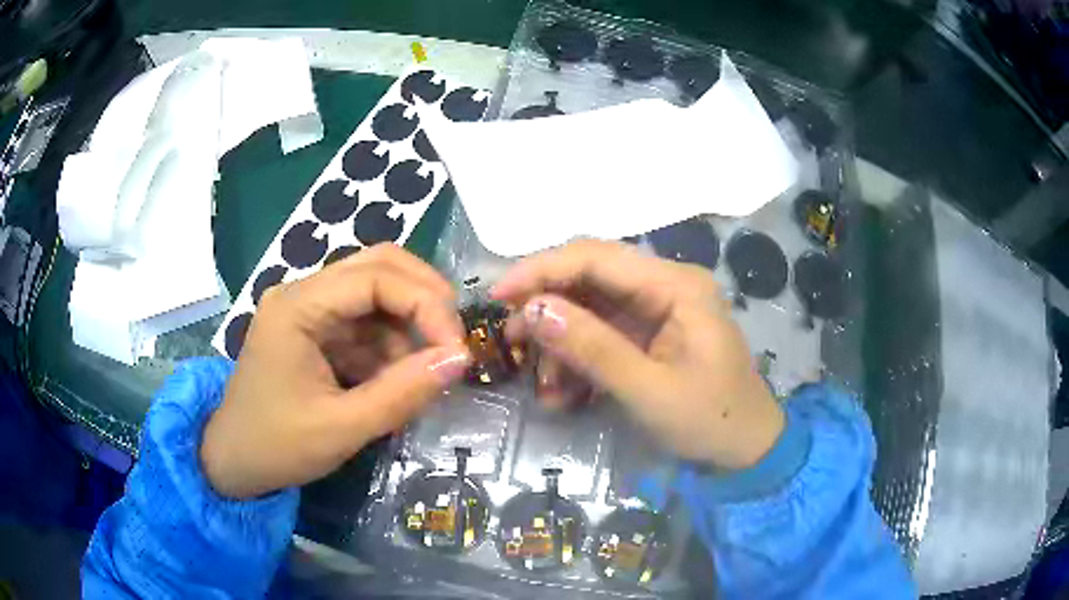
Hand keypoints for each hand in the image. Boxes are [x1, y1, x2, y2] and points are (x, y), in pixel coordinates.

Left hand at [201, 245, 470, 498]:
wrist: (234, 462)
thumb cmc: (276, 447)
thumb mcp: (341, 428)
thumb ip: (401, 393)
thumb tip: (460, 359)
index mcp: (297, 306)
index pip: (376, 276)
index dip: (426, 304)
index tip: (457, 350)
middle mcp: (303, 292)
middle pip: (378, 266)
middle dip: (424, 299)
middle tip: (453, 342)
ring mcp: (308, 308)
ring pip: (377, 291)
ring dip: (408, 326)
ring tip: (422, 374)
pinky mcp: (315, 329)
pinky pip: (366, 321)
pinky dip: (391, 345)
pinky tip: (395, 380)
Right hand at [493, 239, 782, 469]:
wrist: (747, 450)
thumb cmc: (710, 421)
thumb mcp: (649, 391)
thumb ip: (592, 348)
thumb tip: (533, 309)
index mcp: (676, 285)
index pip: (597, 257)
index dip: (542, 269)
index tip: (498, 297)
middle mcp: (665, 285)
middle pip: (589, 276)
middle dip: (547, 307)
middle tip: (514, 342)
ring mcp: (657, 309)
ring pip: (589, 307)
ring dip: (560, 342)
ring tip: (543, 387)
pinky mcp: (649, 333)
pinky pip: (601, 333)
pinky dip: (577, 359)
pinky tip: (565, 393)